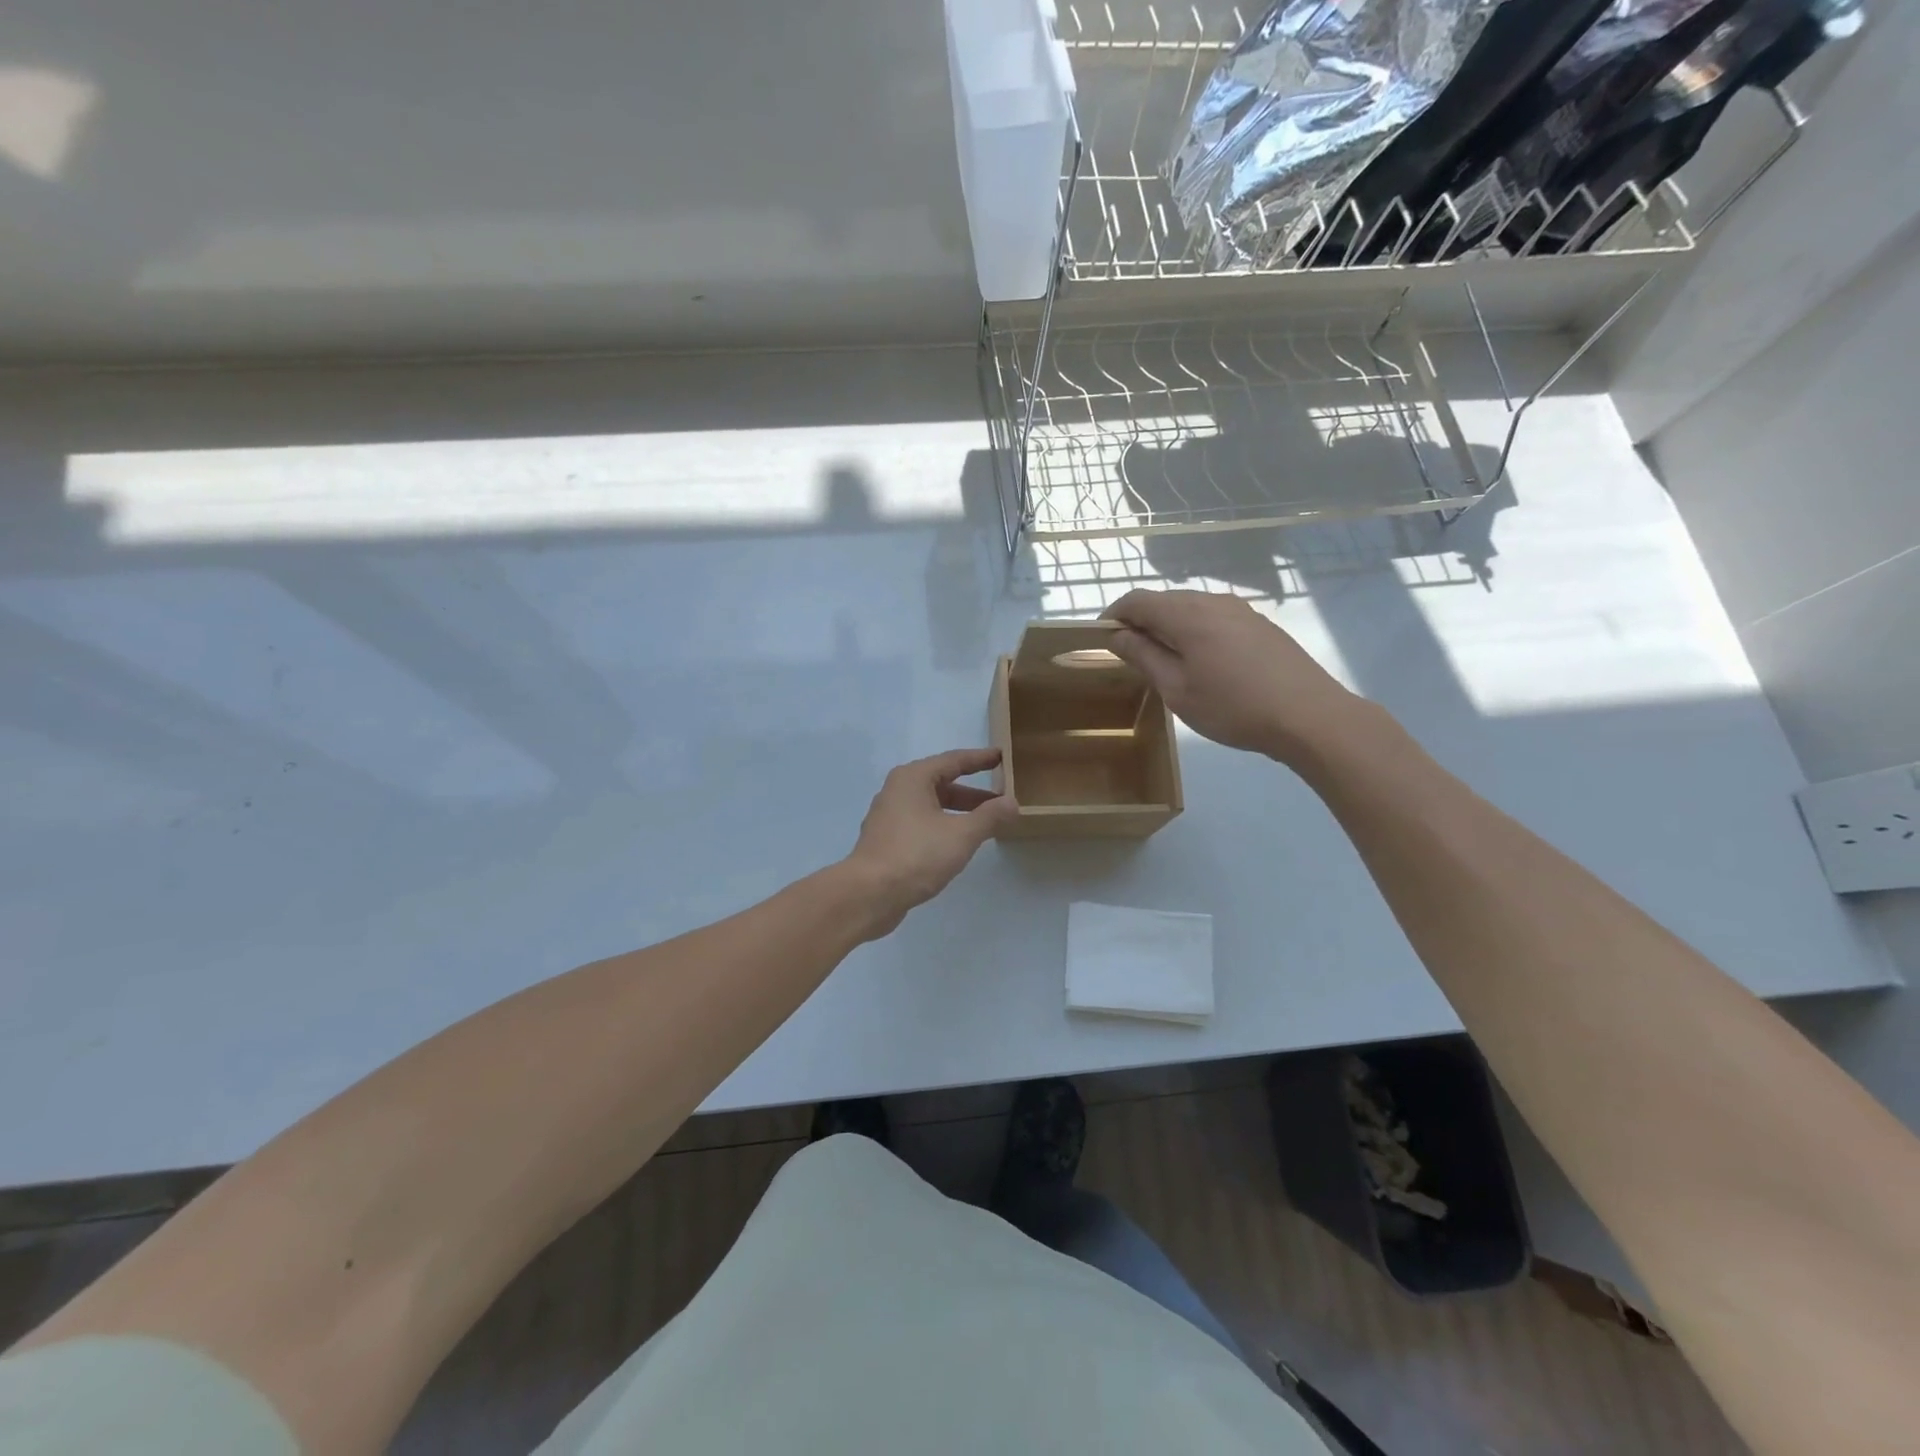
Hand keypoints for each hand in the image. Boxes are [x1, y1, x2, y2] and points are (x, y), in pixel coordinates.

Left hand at [842, 748, 1016, 936]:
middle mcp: (898, 790)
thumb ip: (990, 816)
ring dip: (959, 811)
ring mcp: (889, 816)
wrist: (869, 894)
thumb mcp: (962, 834)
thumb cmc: (916, 855)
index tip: (1002, 756)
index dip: (980, 759)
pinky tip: (959, 843)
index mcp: (913, 778)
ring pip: (932, 805)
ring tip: (986, 824)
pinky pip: (922, 823)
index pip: (954, 760)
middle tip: (1001, 797)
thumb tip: (1012, 802)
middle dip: (973, 792)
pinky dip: (944, 826)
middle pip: (942, 783)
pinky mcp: (887, 840)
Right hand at [1106, 589, 1361, 764]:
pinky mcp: (1260, 624)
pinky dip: (1194, 632)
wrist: (1309, 716)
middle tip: (1129, 656)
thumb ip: (1144, 656)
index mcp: (1187, 614)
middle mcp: (1213, 601)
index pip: (1137, 600)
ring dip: (1169, 627)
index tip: (1100, 638)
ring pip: (1191, 608)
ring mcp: (1241, 610)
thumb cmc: (1233, 707)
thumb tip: (1117, 635)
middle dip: (1140, 622)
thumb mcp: (1177, 689)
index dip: (1113, 615)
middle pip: (1165, 600)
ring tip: (1163, 662)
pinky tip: (1200, 662)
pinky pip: (1214, 618)